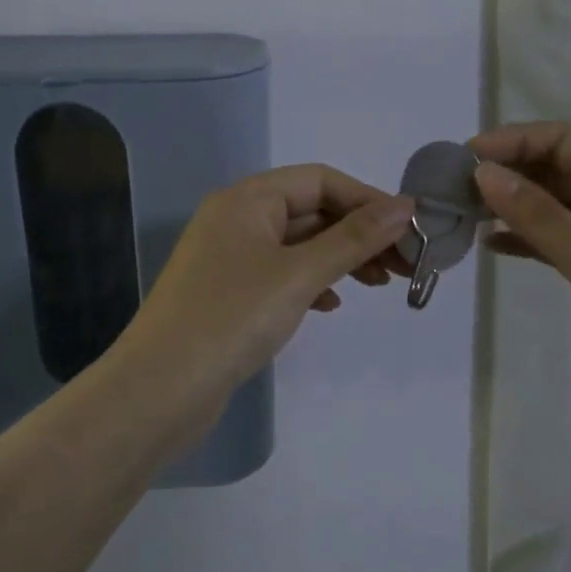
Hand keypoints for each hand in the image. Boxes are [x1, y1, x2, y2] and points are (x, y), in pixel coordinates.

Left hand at [115, 164, 415, 430]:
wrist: (159, 391)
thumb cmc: (231, 319)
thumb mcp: (299, 274)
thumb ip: (353, 239)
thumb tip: (405, 207)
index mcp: (247, 199)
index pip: (320, 180)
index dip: (368, 200)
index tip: (411, 230)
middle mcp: (236, 218)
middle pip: (311, 210)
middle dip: (359, 233)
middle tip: (405, 265)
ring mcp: (229, 257)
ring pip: (298, 244)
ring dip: (341, 258)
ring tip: (380, 284)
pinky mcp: (228, 293)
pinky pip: (281, 273)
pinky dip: (312, 282)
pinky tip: (331, 304)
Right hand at [470, 122, 570, 450]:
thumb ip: (541, 219)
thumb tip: (484, 174)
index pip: (563, 140)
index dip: (513, 140)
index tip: (465, 160)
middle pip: (558, 167)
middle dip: (508, 170)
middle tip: (455, 189)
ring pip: (557, 204)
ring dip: (514, 203)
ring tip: (465, 215)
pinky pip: (562, 240)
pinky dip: (529, 238)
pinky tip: (494, 248)